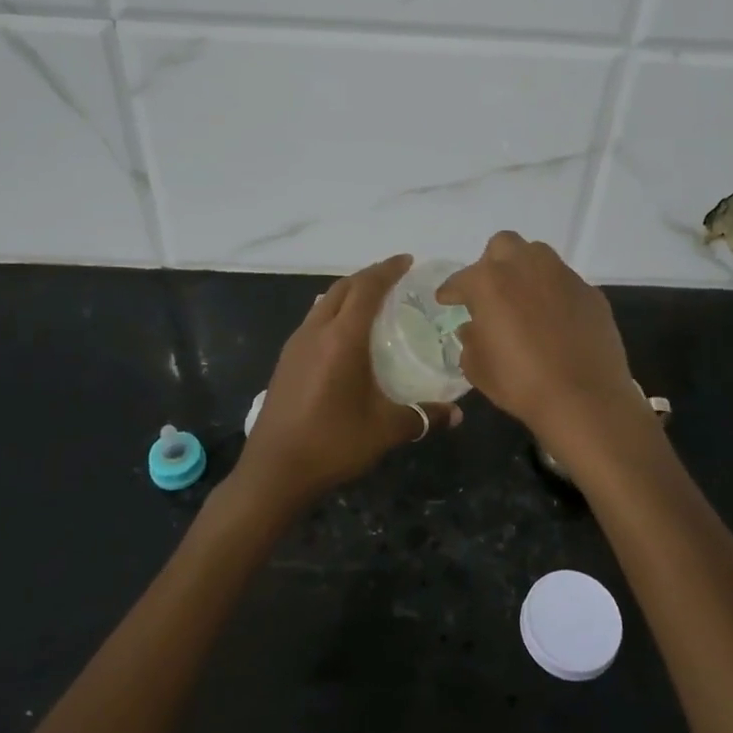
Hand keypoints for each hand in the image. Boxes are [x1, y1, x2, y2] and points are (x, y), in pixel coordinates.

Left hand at [236, 255, 461, 510]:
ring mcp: (296, 345)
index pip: (366, 288)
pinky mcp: (285, 361)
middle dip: (368, 277)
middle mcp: (316, 332)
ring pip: (323, 302)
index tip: (407, 261)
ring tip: (371, 300)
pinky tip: (343, 333)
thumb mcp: (385, 430)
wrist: (274, 471)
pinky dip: (333, 311)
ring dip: (348, 293)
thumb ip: (423, 417)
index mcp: (342, 338)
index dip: (387, 270)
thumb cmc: (333, 443)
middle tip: (395, 278)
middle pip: (343, 288)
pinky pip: (313, 320)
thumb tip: (457, 415)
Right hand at [437, 232, 641, 445]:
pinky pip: (564, 282)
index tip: (446, 300)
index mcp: (489, 282)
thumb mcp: (478, 368)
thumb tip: (473, 327)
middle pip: (503, 246)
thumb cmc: (521, 383)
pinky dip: (554, 294)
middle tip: (490, 292)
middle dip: (492, 263)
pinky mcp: (590, 292)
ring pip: (538, 256)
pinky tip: (554, 320)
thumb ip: (469, 340)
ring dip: (525, 271)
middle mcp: (525, 267)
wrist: (584, 399)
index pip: (461, 279)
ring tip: (523, 300)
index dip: (451, 291)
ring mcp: (562, 276)